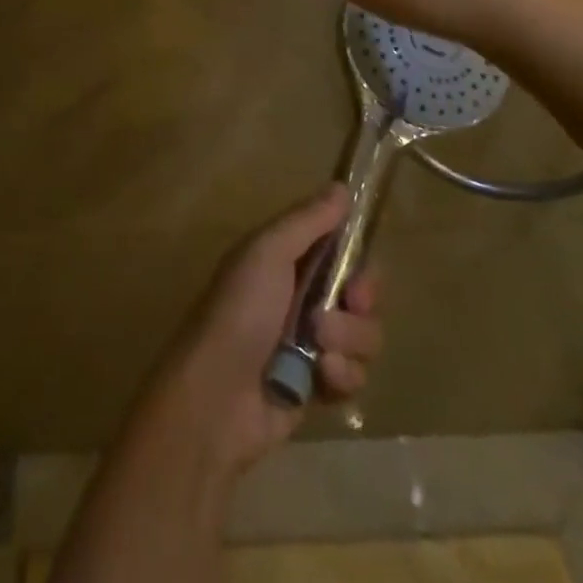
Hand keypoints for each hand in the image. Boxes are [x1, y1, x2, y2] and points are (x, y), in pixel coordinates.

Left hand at [145, 186, 382, 478]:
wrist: (217, 396)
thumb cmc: (240, 311)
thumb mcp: (268, 252)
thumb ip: (307, 220)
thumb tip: (342, 186)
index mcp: (288, 260)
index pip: (342, 251)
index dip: (359, 261)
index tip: (357, 271)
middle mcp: (303, 297)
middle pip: (362, 295)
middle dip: (361, 303)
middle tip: (349, 305)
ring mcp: (313, 343)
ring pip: (364, 336)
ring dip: (348, 340)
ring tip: (319, 349)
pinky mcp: (319, 386)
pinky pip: (355, 376)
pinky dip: (342, 376)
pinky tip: (321, 378)